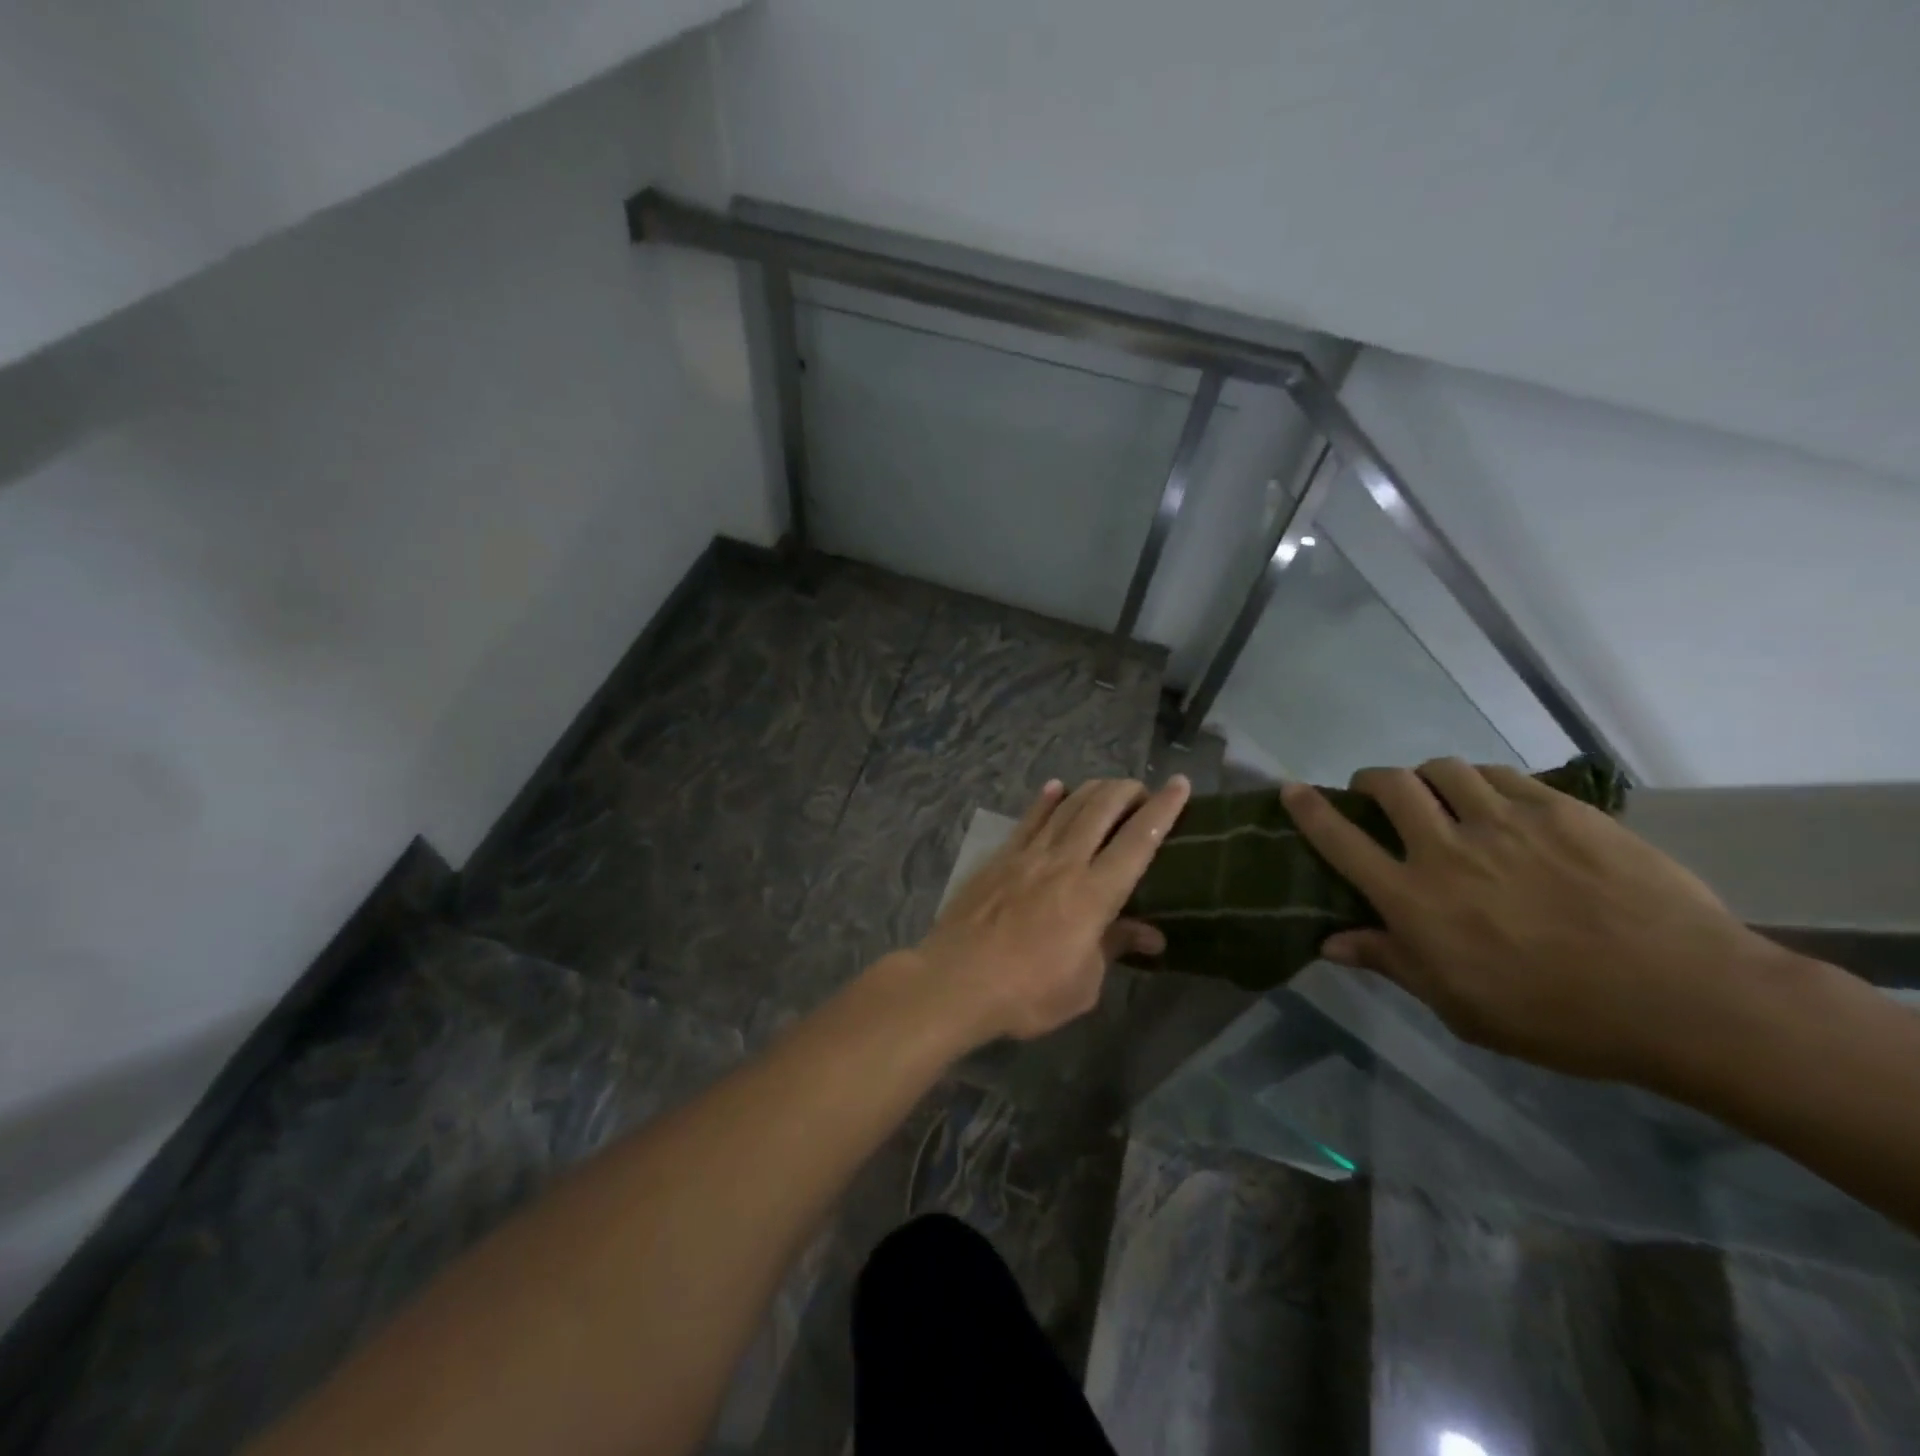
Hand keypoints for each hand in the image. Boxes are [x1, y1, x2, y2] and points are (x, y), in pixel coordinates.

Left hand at [912, 775, 1191, 1042]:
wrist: (955, 980)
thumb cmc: (1027, 993)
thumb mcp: (1083, 984)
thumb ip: (1114, 947)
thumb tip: (1152, 934)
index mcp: (1095, 894)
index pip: (1139, 840)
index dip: (1163, 809)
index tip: (1180, 784)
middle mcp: (1065, 862)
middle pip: (1102, 809)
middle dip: (1128, 791)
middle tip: (1142, 791)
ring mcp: (1029, 854)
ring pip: (1068, 806)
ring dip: (1093, 790)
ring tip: (1109, 787)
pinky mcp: (1000, 857)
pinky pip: (1029, 819)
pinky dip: (1046, 800)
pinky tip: (1056, 787)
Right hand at [1283, 758, 1780, 1084]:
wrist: (1683, 997)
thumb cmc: (1557, 1017)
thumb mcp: (1459, 1006)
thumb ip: (1392, 962)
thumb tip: (1329, 942)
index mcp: (1414, 899)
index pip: (1340, 841)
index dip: (1308, 810)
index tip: (1290, 789)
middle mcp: (1447, 849)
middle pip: (1389, 787)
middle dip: (1370, 781)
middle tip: (1377, 794)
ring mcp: (1505, 823)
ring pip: (1443, 769)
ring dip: (1427, 777)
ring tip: (1439, 794)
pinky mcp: (1559, 810)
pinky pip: (1501, 775)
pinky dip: (1481, 781)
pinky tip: (1494, 800)